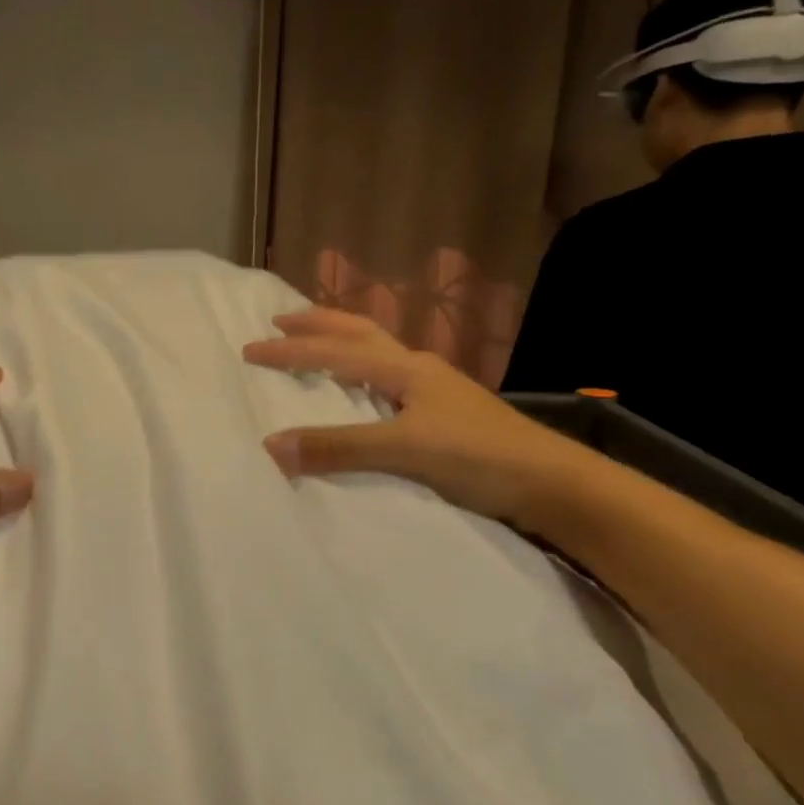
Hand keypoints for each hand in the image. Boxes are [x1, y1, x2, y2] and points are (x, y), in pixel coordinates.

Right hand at [242, 307, 590, 530]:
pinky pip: (388, 377)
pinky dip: (362, 371)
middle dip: (318, 324)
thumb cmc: (479, 457)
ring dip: (342, 341)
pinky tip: (361, 389)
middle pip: (360, 332)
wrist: (553, 484)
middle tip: (281, 320)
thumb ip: (338, 447)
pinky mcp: (444, 412)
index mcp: (405, 368)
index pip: (335, 352)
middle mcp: (417, 368)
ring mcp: (434, 389)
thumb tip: (270, 444)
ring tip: (316, 344)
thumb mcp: (404, 450)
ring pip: (377, 351)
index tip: (249, 349)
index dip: (291, 351)